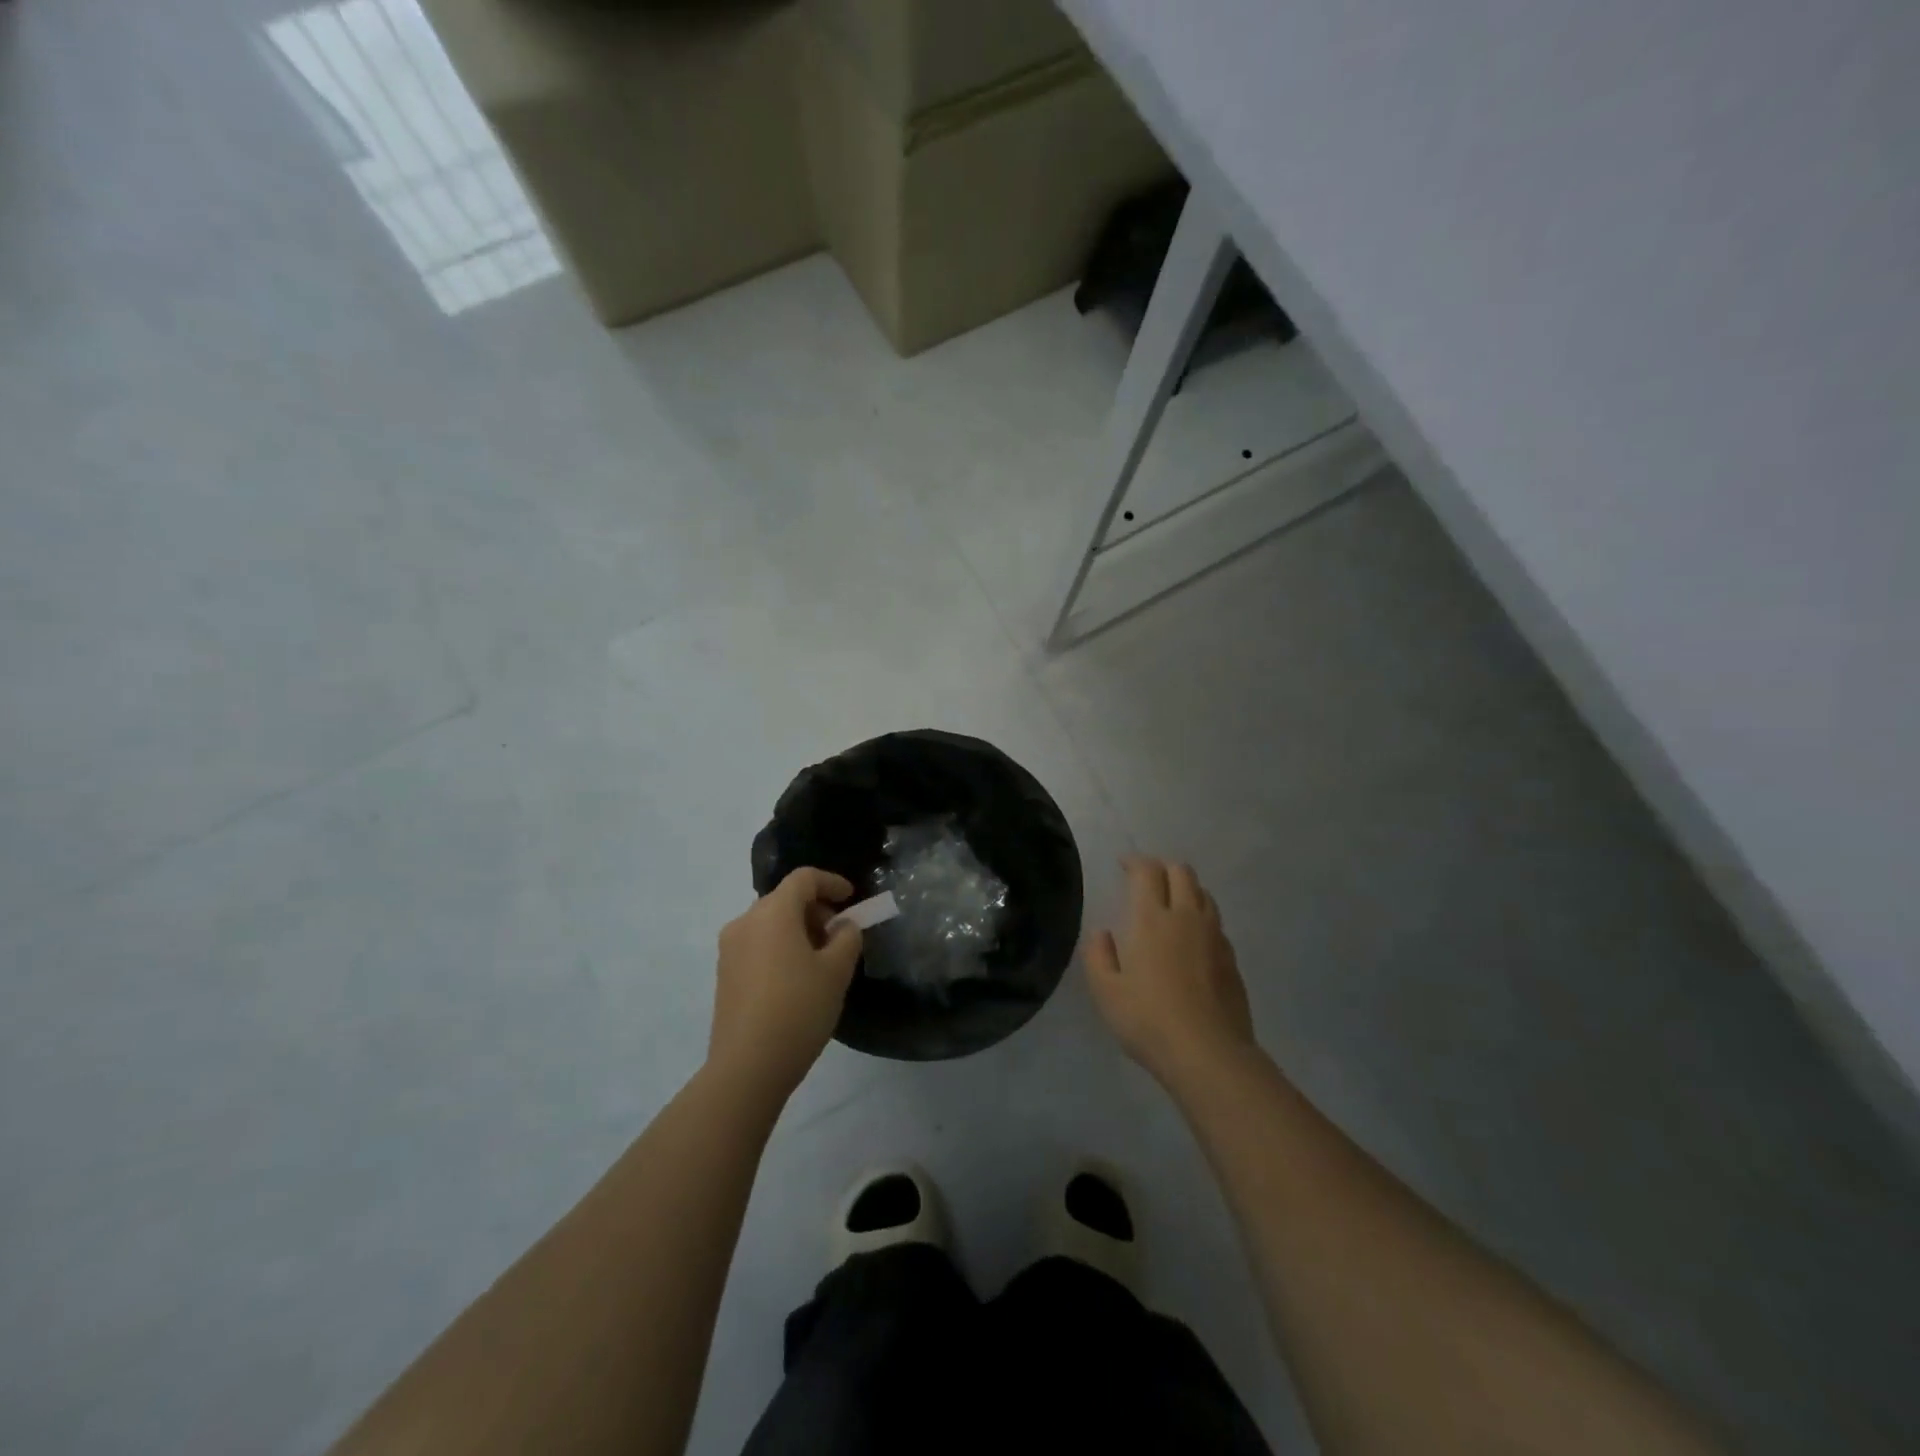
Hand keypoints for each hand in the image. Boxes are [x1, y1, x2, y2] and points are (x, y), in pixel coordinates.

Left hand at [709, 869, 862, 1101]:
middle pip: (785, 899)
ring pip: (770, 923)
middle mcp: (745, 921)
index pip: (804, 879)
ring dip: (798, 930)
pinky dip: (780, 948)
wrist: (747, 1066)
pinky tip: (797, 979)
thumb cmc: (798, 1009)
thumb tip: (842, 927)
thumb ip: (847, 937)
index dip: (831, 882)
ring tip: (821, 961)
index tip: (851, 898)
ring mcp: (730, 949)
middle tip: (840, 936)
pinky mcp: (724, 974)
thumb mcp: (837, 971)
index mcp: (773, 912)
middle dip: (816, 910)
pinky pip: (757, 945)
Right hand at [1086, 856, 1258, 1089]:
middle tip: (1147, 880)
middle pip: (1182, 872)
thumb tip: (1102, 933)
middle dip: (1163, 868)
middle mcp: (1186, 917)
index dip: (1135, 861)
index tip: (1123, 865)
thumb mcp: (1106, 992)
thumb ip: (1099, 955)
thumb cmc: (1148, 1020)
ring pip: (1204, 893)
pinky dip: (1201, 917)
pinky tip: (1192, 939)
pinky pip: (1216, 922)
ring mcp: (1214, 936)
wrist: (1209, 1054)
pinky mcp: (1232, 958)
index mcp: (1152, 918)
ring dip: (1186, 889)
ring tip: (1171, 904)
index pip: (1147, 871)